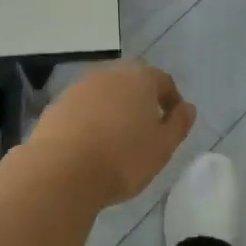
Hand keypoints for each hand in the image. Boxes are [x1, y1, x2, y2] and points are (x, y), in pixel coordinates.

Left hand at [24, 63, 196, 207]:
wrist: (61, 170)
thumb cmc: (122, 159)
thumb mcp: (162, 147)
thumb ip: (178, 124)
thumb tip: (187, 108)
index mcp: (139, 79)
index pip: (162, 80)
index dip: (171, 99)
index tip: (173, 121)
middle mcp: (109, 74)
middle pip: (131, 81)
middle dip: (141, 99)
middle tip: (146, 127)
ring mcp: (80, 87)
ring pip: (105, 92)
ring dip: (114, 108)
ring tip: (117, 137)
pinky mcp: (58, 104)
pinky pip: (83, 107)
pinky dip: (91, 118)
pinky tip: (90, 143)